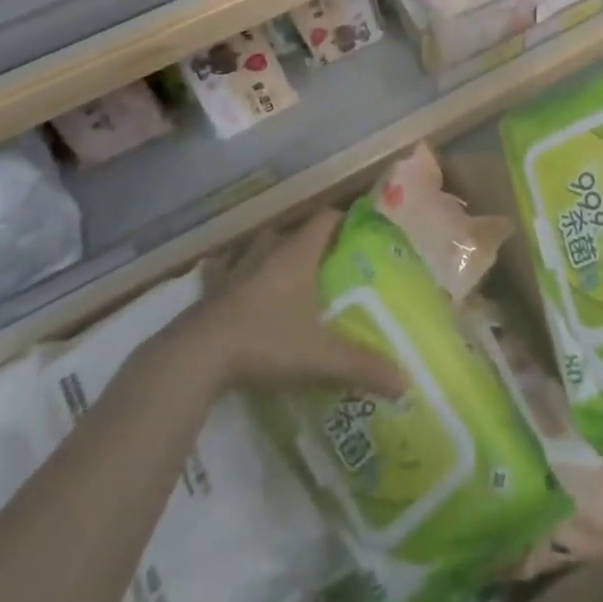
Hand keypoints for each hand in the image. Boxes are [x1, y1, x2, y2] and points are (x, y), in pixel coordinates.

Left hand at [174, 209, 405, 397]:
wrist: (196, 356)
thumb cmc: (265, 341)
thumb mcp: (320, 356)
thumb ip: (362, 365)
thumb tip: (406, 382)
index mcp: (297, 255)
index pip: (325, 219)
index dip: (342, 220)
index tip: (357, 233)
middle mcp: (267, 253)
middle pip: (292, 232)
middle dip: (308, 242)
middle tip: (324, 263)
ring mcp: (234, 270)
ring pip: (256, 247)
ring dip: (269, 254)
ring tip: (282, 272)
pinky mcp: (208, 291)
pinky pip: (221, 271)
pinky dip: (228, 272)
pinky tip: (230, 284)